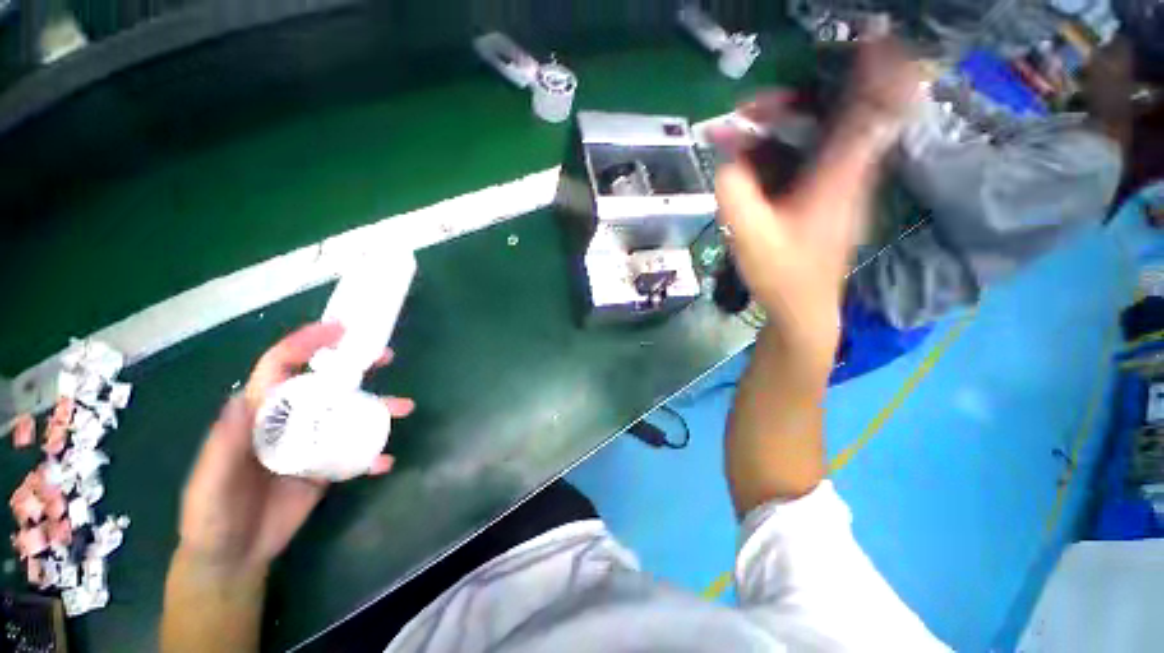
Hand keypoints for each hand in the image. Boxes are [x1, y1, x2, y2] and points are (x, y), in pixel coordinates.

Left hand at [177, 322, 415, 573]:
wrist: (234, 557)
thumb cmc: (212, 516)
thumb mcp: (210, 482)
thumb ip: (225, 443)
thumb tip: (242, 398)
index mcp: (258, 414)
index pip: (280, 367)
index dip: (305, 343)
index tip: (338, 330)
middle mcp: (289, 421)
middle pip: (324, 383)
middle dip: (354, 366)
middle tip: (385, 357)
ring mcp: (311, 443)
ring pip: (348, 415)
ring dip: (378, 408)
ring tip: (404, 408)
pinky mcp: (326, 466)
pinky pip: (355, 452)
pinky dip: (373, 454)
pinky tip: (385, 461)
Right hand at [713, 39, 919, 367]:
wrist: (803, 309)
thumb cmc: (783, 276)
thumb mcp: (750, 236)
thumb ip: (734, 192)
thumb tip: (728, 158)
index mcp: (839, 178)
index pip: (871, 109)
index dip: (877, 67)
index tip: (872, 33)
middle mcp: (846, 174)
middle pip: (832, 116)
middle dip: (788, 103)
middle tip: (745, 112)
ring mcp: (835, 186)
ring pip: (814, 138)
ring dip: (775, 130)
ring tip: (735, 136)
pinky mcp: (821, 198)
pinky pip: (803, 160)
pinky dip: (774, 153)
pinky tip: (746, 164)